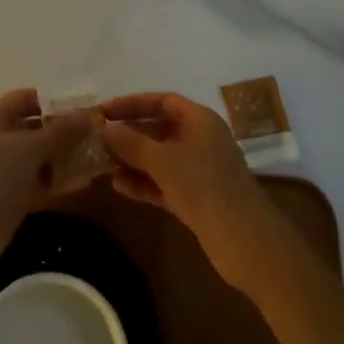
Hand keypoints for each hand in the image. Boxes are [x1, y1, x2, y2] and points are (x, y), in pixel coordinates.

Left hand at [0, 89, 103, 270]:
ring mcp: (3, 168)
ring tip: (96, 158)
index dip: (56, 102)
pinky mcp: (10, 195)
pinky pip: (38, 180)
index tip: (85, 108)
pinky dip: (57, 180)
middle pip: (35, 127)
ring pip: (39, 156)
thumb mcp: (30, 147)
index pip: (28, 98)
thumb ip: (61, 130)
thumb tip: (90, 114)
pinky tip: (82, 182)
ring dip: (64, 157)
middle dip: (64, 131)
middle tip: (97, 135)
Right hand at [99, 92, 282, 292]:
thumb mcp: (163, 161)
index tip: (104, 111)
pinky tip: (119, 187)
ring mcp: (199, 170)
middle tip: (98, 140)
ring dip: (133, 161)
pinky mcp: (196, 197)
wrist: (245, 241)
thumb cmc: (204, 186)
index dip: (132, 103)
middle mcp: (200, 139)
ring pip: (159, 158)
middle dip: (129, 135)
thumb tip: (104, 129)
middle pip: (159, 129)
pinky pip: (164, 182)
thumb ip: (131, 143)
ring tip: (103, 165)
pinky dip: (144, 183)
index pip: (161, 101)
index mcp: (199, 120)